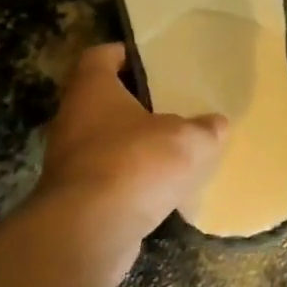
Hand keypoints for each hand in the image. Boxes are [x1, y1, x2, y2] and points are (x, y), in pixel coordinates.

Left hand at [35, 43, 227, 257]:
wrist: (88, 232)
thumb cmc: (135, 164)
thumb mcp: (187, 141)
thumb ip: (206, 129)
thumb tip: (217, 124)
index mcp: (92, 89)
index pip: (101, 56)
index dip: (125, 54)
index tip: (152, 61)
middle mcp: (73, 119)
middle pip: (104, 100)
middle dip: (136, 104)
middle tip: (173, 105)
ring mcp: (70, 160)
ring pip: (106, 142)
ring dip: (134, 145)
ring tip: (172, 149)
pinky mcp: (76, 197)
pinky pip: (108, 178)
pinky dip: (130, 180)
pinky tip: (160, 189)